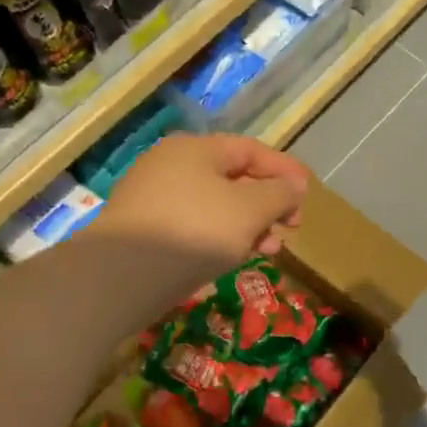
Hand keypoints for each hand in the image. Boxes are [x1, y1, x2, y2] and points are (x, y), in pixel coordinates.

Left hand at [96, 134, 307, 289]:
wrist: (119, 277)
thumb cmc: (195, 231)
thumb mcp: (250, 210)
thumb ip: (279, 194)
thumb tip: (294, 185)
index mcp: (196, 149)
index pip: (252, 151)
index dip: (285, 171)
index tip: (307, 195)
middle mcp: (172, 165)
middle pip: (234, 178)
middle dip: (268, 203)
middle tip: (290, 227)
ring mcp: (153, 198)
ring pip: (215, 205)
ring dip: (248, 225)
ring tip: (268, 250)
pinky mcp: (144, 230)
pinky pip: (194, 224)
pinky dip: (220, 237)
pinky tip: (232, 259)